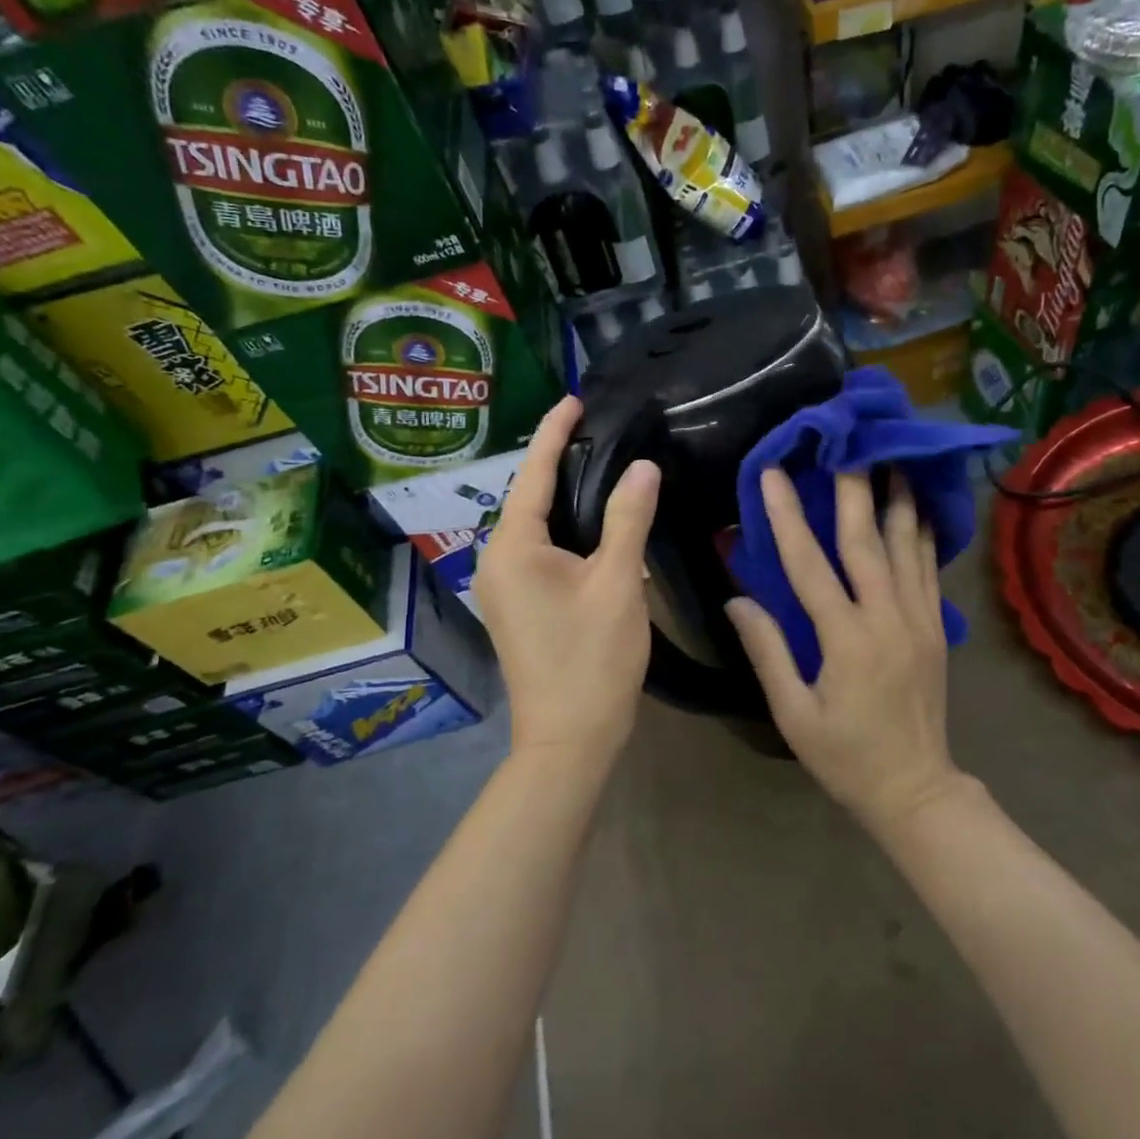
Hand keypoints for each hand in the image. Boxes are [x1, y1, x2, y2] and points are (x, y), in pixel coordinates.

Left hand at [475, 396, 660, 763]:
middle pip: (529, 497)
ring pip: (535, 525)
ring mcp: (503, 586)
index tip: (574, 400)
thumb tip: (642, 466)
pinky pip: (539, 549)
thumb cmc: (592, 658)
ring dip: (563, 495)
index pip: (533, 474)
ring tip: (600, 462)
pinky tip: (593, 520)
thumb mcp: (617, 582)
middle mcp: (497, 560)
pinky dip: (565, 527)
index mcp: (513, 547)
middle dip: (559, 460)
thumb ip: (628, 518)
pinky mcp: (517, 605)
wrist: (569, 739)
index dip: (554, 433)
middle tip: (597, 427)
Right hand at [726, 470, 963, 833]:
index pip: (809, 566)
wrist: (917, 789)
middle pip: (867, 542)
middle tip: (845, 444)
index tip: (773, 475)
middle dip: (853, 489)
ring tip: (892, 457)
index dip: (787, 517)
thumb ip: (768, 652)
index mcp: (845, 641)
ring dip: (897, 499)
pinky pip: (929, 569)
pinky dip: (924, 533)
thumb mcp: (794, 714)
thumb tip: (736, 601)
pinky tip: (920, 507)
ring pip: (907, 547)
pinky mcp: (935, 628)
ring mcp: (918, 620)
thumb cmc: (845, 756)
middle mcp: (886, 619)